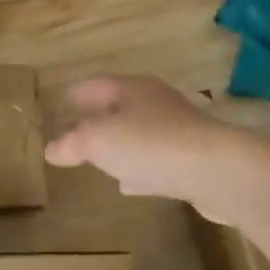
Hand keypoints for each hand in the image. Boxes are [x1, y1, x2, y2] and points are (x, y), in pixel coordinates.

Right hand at [45, 76, 262, 217]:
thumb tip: (51, 149)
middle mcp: (156, 103)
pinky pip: (156, 161)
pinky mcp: (192, 160)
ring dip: (121, 144)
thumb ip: (72, 143)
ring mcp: (178, 131)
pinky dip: (139, 169)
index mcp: (132, 89)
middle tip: (77, 130)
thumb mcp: (98, 140)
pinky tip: (129, 184)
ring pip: (140, 133)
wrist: (218, 170)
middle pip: (121, 106)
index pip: (96, 84)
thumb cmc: (151, 145)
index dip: (77, 92)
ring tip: (100, 158)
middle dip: (99, 117)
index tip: (62, 100)